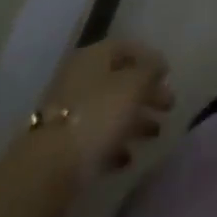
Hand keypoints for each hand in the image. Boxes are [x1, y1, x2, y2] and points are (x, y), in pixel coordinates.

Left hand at [37, 39, 174, 179]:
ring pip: (109, 108)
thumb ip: (149, 71)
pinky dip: (114, 142)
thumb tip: (158, 64)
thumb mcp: (132, 86)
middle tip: (169, 107)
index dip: (150, 58)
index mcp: (94, 56)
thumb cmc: (96, 116)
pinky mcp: (64, 143)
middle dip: (146, 92)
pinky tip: (128, 158)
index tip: (168, 76)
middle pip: (119, 79)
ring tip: (155, 134)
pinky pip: (96, 135)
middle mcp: (80, 77)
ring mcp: (69, 111)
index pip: (126, 47)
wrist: (48, 169)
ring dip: (134, 119)